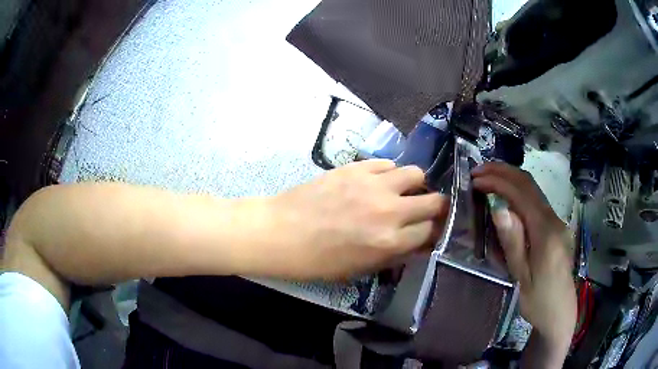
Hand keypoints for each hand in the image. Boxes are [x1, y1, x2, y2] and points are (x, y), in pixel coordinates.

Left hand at [266, 159, 447, 279]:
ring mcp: (373, 184)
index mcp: (390, 242)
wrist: (281, 233)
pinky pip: (387, 163)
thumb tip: (417, 243)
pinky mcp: (356, 167)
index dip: (433, 232)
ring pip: (415, 173)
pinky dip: (389, 173)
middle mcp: (389, 210)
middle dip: (435, 207)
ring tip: (402, 191)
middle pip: (434, 201)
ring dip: (415, 185)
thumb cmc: (317, 261)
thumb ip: (394, 255)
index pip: (431, 231)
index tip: (428, 230)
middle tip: (424, 209)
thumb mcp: (360, 269)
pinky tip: (378, 181)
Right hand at [472, 163, 576, 361]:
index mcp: (545, 233)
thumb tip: (498, 208)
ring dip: (511, 178)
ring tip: (488, 177)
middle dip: (503, 172)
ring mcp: (557, 221)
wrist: (560, 312)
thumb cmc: (538, 301)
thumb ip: (512, 242)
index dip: (497, 182)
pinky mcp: (556, 226)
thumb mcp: (521, 277)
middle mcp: (554, 220)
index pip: (521, 194)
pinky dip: (519, 191)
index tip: (475, 180)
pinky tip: (506, 195)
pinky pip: (536, 201)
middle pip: (529, 184)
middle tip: (478, 170)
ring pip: (534, 189)